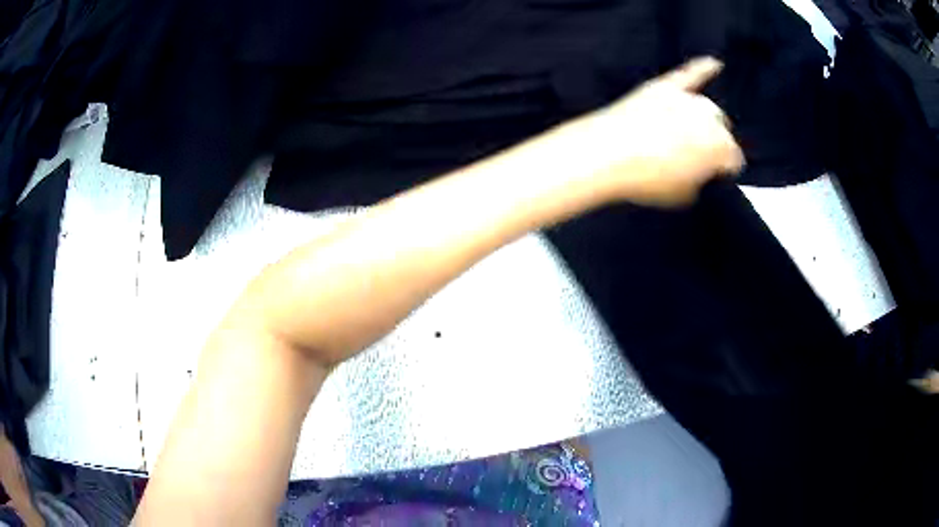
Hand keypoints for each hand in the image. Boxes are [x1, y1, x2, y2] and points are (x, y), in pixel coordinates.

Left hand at [556, 57, 744, 207]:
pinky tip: (714, 63)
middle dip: (714, 144)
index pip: (733, 159)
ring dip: (704, 120)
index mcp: (720, 148)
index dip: (725, 170)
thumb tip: (700, 172)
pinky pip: (689, 74)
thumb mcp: (683, 194)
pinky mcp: (664, 87)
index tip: (716, 175)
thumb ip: (700, 179)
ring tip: (693, 133)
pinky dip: (703, 68)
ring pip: (707, 108)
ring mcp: (686, 99)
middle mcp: (710, 118)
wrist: (606, 153)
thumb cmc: (647, 180)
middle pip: (721, 130)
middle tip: (697, 157)